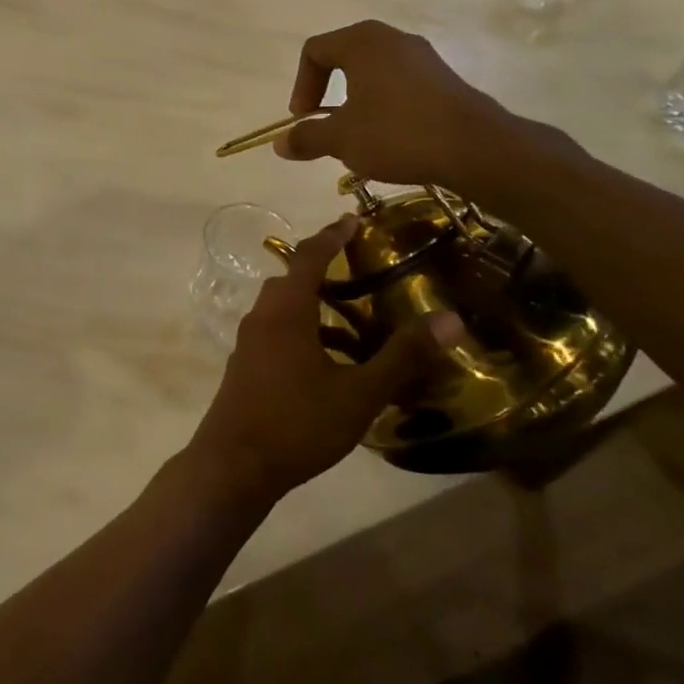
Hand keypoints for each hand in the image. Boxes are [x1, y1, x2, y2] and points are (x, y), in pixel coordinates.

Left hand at [186, 217, 465, 505]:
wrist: (233, 465)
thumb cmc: (297, 423)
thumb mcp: (359, 393)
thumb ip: (402, 355)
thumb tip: (450, 318)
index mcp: (286, 311)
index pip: (308, 256)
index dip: (332, 235)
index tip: (353, 219)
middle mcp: (262, 317)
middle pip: (292, 279)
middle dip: (325, 269)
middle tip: (362, 269)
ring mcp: (249, 342)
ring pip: (285, 309)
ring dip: (317, 307)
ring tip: (359, 322)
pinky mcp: (246, 365)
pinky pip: (278, 332)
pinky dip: (306, 333)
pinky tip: (334, 363)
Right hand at [272, 20, 515, 193]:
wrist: (475, 148)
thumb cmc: (397, 133)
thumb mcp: (342, 139)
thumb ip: (307, 138)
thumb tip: (279, 143)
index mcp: (362, 42)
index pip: (314, 50)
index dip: (301, 85)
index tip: (305, 118)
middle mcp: (392, 39)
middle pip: (343, 56)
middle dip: (327, 90)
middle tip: (324, 122)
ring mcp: (422, 56)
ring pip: (373, 70)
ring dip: (355, 99)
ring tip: (356, 134)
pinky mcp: (442, 78)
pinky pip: (399, 82)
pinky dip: (383, 103)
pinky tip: (389, 136)